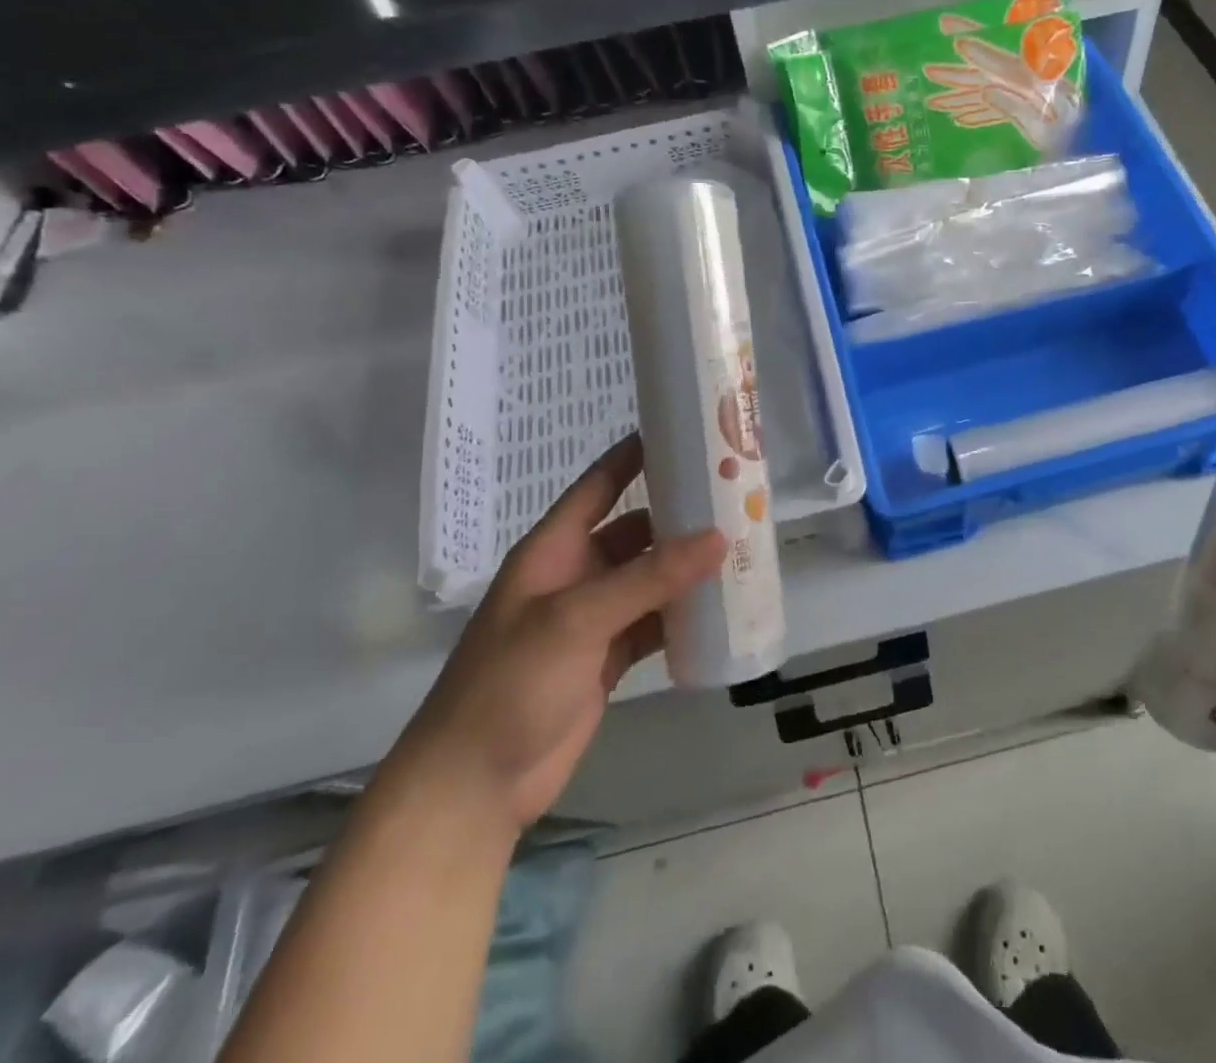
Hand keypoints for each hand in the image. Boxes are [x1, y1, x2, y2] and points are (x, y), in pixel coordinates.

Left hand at [393, 435, 724, 830]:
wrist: (474, 786)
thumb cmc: (511, 684)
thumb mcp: (577, 619)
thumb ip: (648, 577)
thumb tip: (719, 537)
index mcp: (554, 549)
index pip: (599, 485)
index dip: (635, 455)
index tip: (683, 430)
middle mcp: (575, 574)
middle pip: (634, 529)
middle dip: (678, 513)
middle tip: (733, 495)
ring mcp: (593, 618)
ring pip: (650, 577)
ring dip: (686, 565)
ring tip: (741, 544)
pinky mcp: (608, 657)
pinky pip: (655, 621)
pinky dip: (684, 614)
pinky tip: (721, 605)